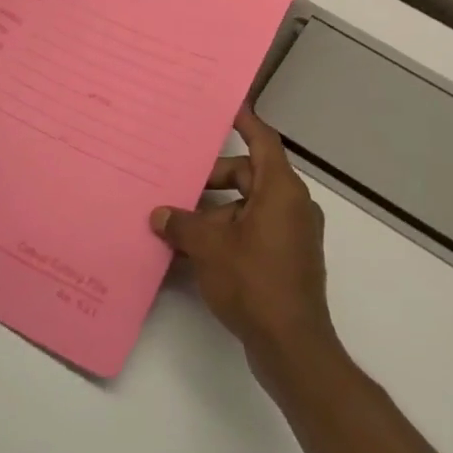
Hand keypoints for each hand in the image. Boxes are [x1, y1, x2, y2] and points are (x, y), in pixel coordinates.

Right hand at [151, 108, 336, 370]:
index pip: (263, 141)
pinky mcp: (286, 260)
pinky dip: (226, 234)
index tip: (227, 108)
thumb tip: (160, 214)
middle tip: (179, 180)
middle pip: (249, 175)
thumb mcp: (209, 248)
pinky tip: (191, 252)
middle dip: (213, 178)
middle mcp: (291, 206)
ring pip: (248, 207)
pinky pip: (252, 232)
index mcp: (281, 190)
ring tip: (176, 221)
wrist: (292, 345)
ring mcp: (291, 235)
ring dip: (215, 211)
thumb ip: (181, 224)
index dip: (246, 122)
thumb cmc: (254, 282)